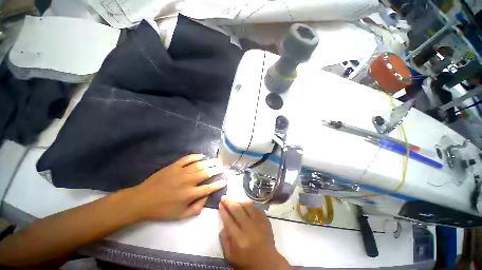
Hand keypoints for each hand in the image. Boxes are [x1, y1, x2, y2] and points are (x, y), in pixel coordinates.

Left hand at [127, 154, 226, 220]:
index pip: (209, 187)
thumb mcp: (181, 216)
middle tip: (223, 167)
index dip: (219, 184)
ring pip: (199, 164)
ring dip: (209, 162)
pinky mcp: (174, 166)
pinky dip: (196, 156)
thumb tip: (206, 197)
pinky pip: (187, 159)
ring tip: (217, 160)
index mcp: (190, 194)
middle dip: (217, 170)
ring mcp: (181, 171)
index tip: (225, 180)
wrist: (142, 200)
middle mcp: (188, 181)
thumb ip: (197, 208)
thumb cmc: (162, 210)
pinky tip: (202, 156)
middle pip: (206, 173)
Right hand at [219, 197, 289, 269]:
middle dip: (229, 202)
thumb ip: (224, 239)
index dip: (223, 210)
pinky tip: (246, 206)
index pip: (228, 220)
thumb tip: (223, 224)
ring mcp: (259, 222)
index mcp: (239, 239)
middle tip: (224, 197)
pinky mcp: (265, 220)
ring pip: (248, 205)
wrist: (267, 263)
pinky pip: (256, 207)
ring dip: (240, 201)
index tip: (220, 203)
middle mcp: (249, 228)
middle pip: (237, 209)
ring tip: (235, 201)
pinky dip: (250, 205)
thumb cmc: (246, 261)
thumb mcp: (230, 256)